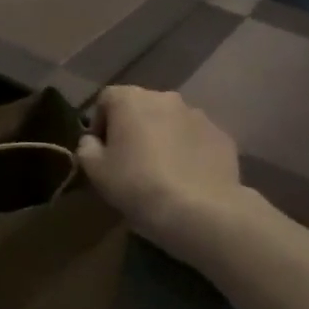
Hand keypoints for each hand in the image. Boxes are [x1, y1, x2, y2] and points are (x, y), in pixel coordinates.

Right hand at [78, 87, 245, 245]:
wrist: (200, 210)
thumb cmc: (137, 185)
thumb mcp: (95, 171)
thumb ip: (86, 148)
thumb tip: (92, 141)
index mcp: (130, 100)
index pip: (107, 99)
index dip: (100, 123)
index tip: (102, 150)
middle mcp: (165, 98)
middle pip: (141, 107)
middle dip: (134, 128)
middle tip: (130, 160)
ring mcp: (198, 115)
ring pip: (170, 122)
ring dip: (163, 137)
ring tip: (162, 171)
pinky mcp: (222, 136)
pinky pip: (196, 139)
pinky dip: (188, 151)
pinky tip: (186, 178)